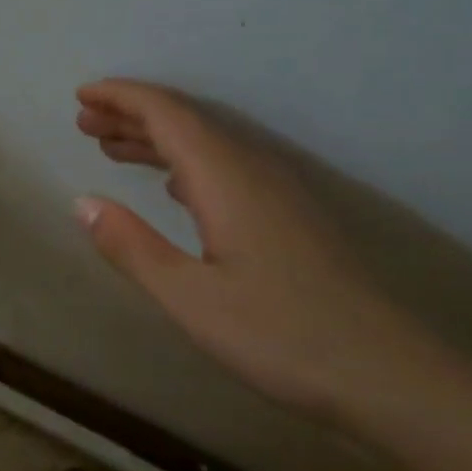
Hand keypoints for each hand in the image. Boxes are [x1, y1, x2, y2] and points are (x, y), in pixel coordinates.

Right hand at [74, 79, 445, 420]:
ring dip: (157, 140)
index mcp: (227, 179)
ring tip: (112, 147)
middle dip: (132, 115)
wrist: (389, 376)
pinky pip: (225, 170)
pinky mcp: (288, 219)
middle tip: (84, 122)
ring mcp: (277, 195)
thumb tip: (82, 202)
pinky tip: (171, 186)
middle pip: (187, 124)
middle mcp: (254, 172)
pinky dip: (185, 165)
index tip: (82, 95)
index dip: (122, 99)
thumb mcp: (189, 298)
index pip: (168, 116)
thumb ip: (131, 246)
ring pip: (207, 147)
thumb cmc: (281, 336)